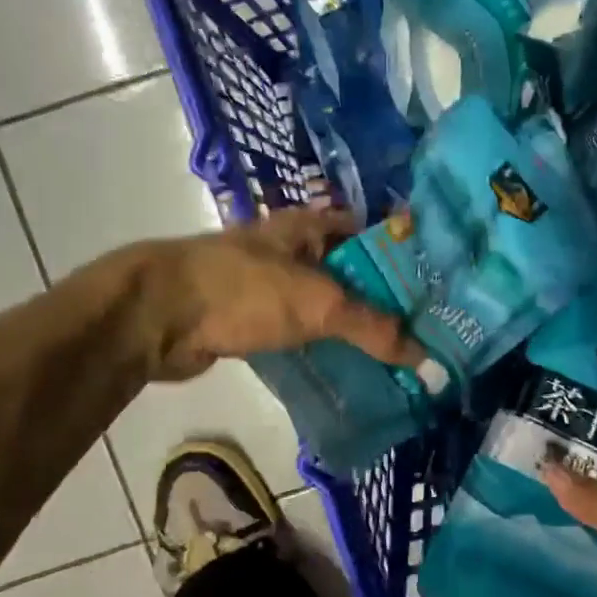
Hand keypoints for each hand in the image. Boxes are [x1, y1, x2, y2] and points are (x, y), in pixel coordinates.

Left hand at [139, 207, 423, 381]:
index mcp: (309, 227)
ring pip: (325, 305)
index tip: (437, 291)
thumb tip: (426, 356)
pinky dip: (322, 347)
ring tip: (396, 358)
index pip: (371, 235)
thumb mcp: (318, 303)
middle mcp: (292, 250)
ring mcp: (269, 285)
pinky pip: (300, 332)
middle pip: (350, 273)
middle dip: (383, 301)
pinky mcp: (251, 319)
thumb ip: (373, 327)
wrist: (158, 315)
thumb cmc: (243, 290)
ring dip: (353, 329)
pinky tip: (348, 370)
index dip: (404, 258)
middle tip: (424, 334)